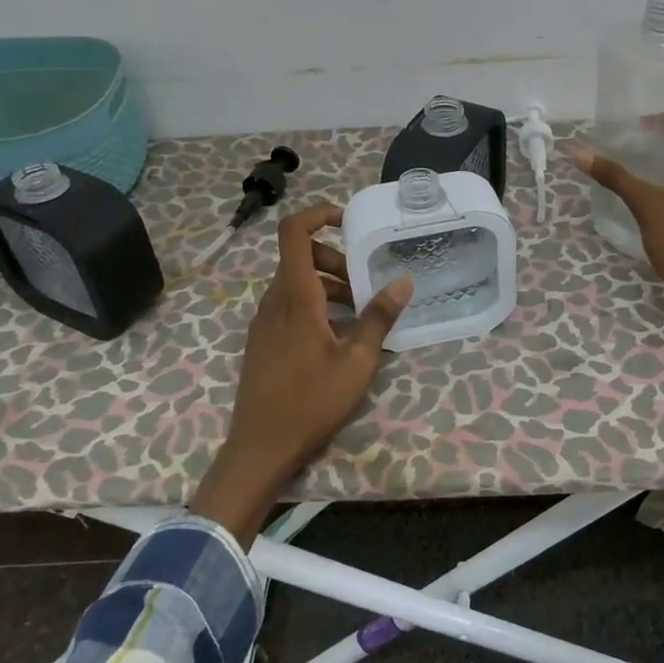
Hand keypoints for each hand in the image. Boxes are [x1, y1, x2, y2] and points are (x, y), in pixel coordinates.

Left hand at [188, 204, 412, 541]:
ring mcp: (264, 321)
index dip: (318, 215)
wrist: (260, 447)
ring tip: (359, 316)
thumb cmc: (311, 401)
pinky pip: (289, 305)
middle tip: (366, 286)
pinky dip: (315, 306)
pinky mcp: (263, 340)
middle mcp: (274, 300)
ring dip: (329, 287)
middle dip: (336, 260)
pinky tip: (338, 339)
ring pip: (297, 283)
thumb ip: (379, 318)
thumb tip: (403, 282)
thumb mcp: (357, 361)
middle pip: (300, 257)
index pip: (293, 232)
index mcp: (295, 296)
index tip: (348, 222)